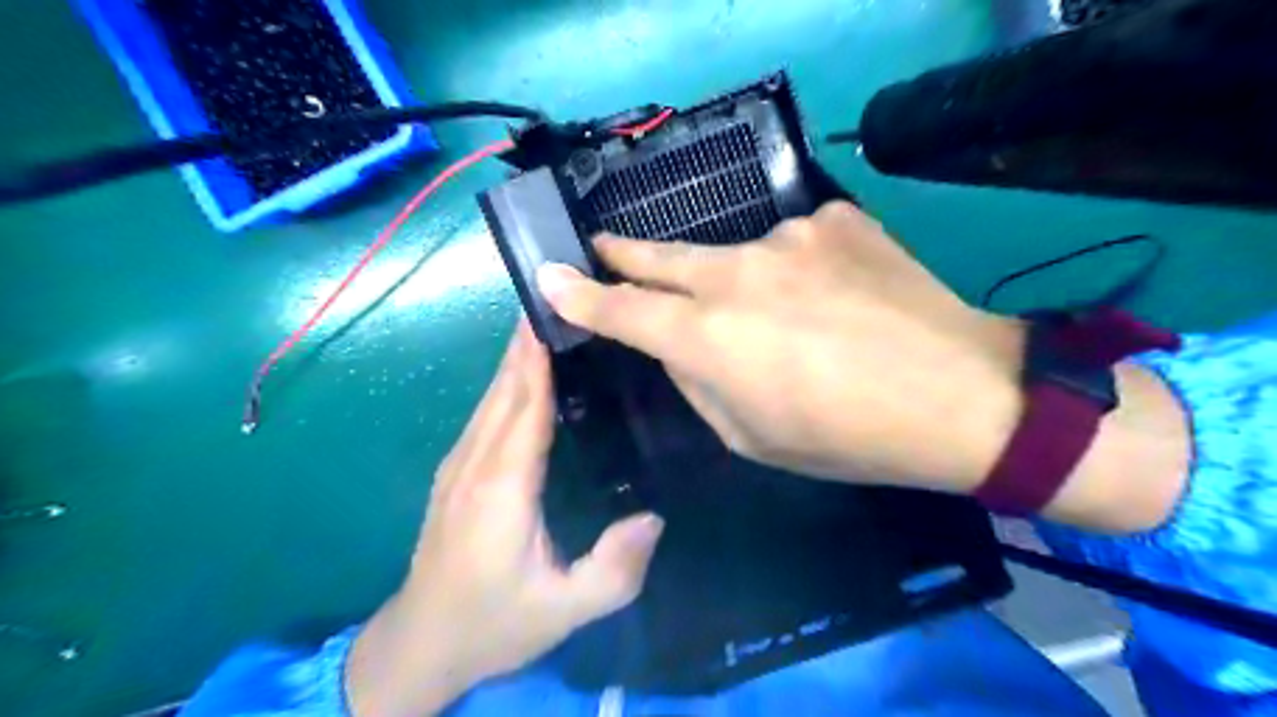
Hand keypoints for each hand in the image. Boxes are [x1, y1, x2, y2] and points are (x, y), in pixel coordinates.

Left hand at [348, 321, 667, 716]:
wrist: (423, 643)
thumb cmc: (495, 622)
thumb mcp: (564, 610)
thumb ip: (614, 570)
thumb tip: (654, 517)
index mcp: (502, 486)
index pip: (526, 406)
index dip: (539, 357)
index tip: (558, 311)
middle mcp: (475, 463)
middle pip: (505, 389)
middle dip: (528, 342)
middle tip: (563, 299)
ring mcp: (457, 465)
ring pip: (491, 397)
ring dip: (516, 357)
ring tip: (550, 324)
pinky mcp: (454, 472)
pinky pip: (485, 414)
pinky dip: (507, 384)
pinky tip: (526, 375)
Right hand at [536, 201, 1024, 491]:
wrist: (962, 396)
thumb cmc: (848, 437)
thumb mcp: (754, 437)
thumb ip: (700, 384)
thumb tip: (678, 347)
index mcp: (709, 336)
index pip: (623, 308)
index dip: (580, 294)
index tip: (550, 277)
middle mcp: (737, 273)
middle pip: (662, 255)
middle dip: (625, 253)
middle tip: (603, 246)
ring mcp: (790, 236)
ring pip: (738, 255)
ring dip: (741, 281)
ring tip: (788, 318)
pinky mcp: (836, 219)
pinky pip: (797, 244)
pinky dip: (800, 269)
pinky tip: (837, 297)